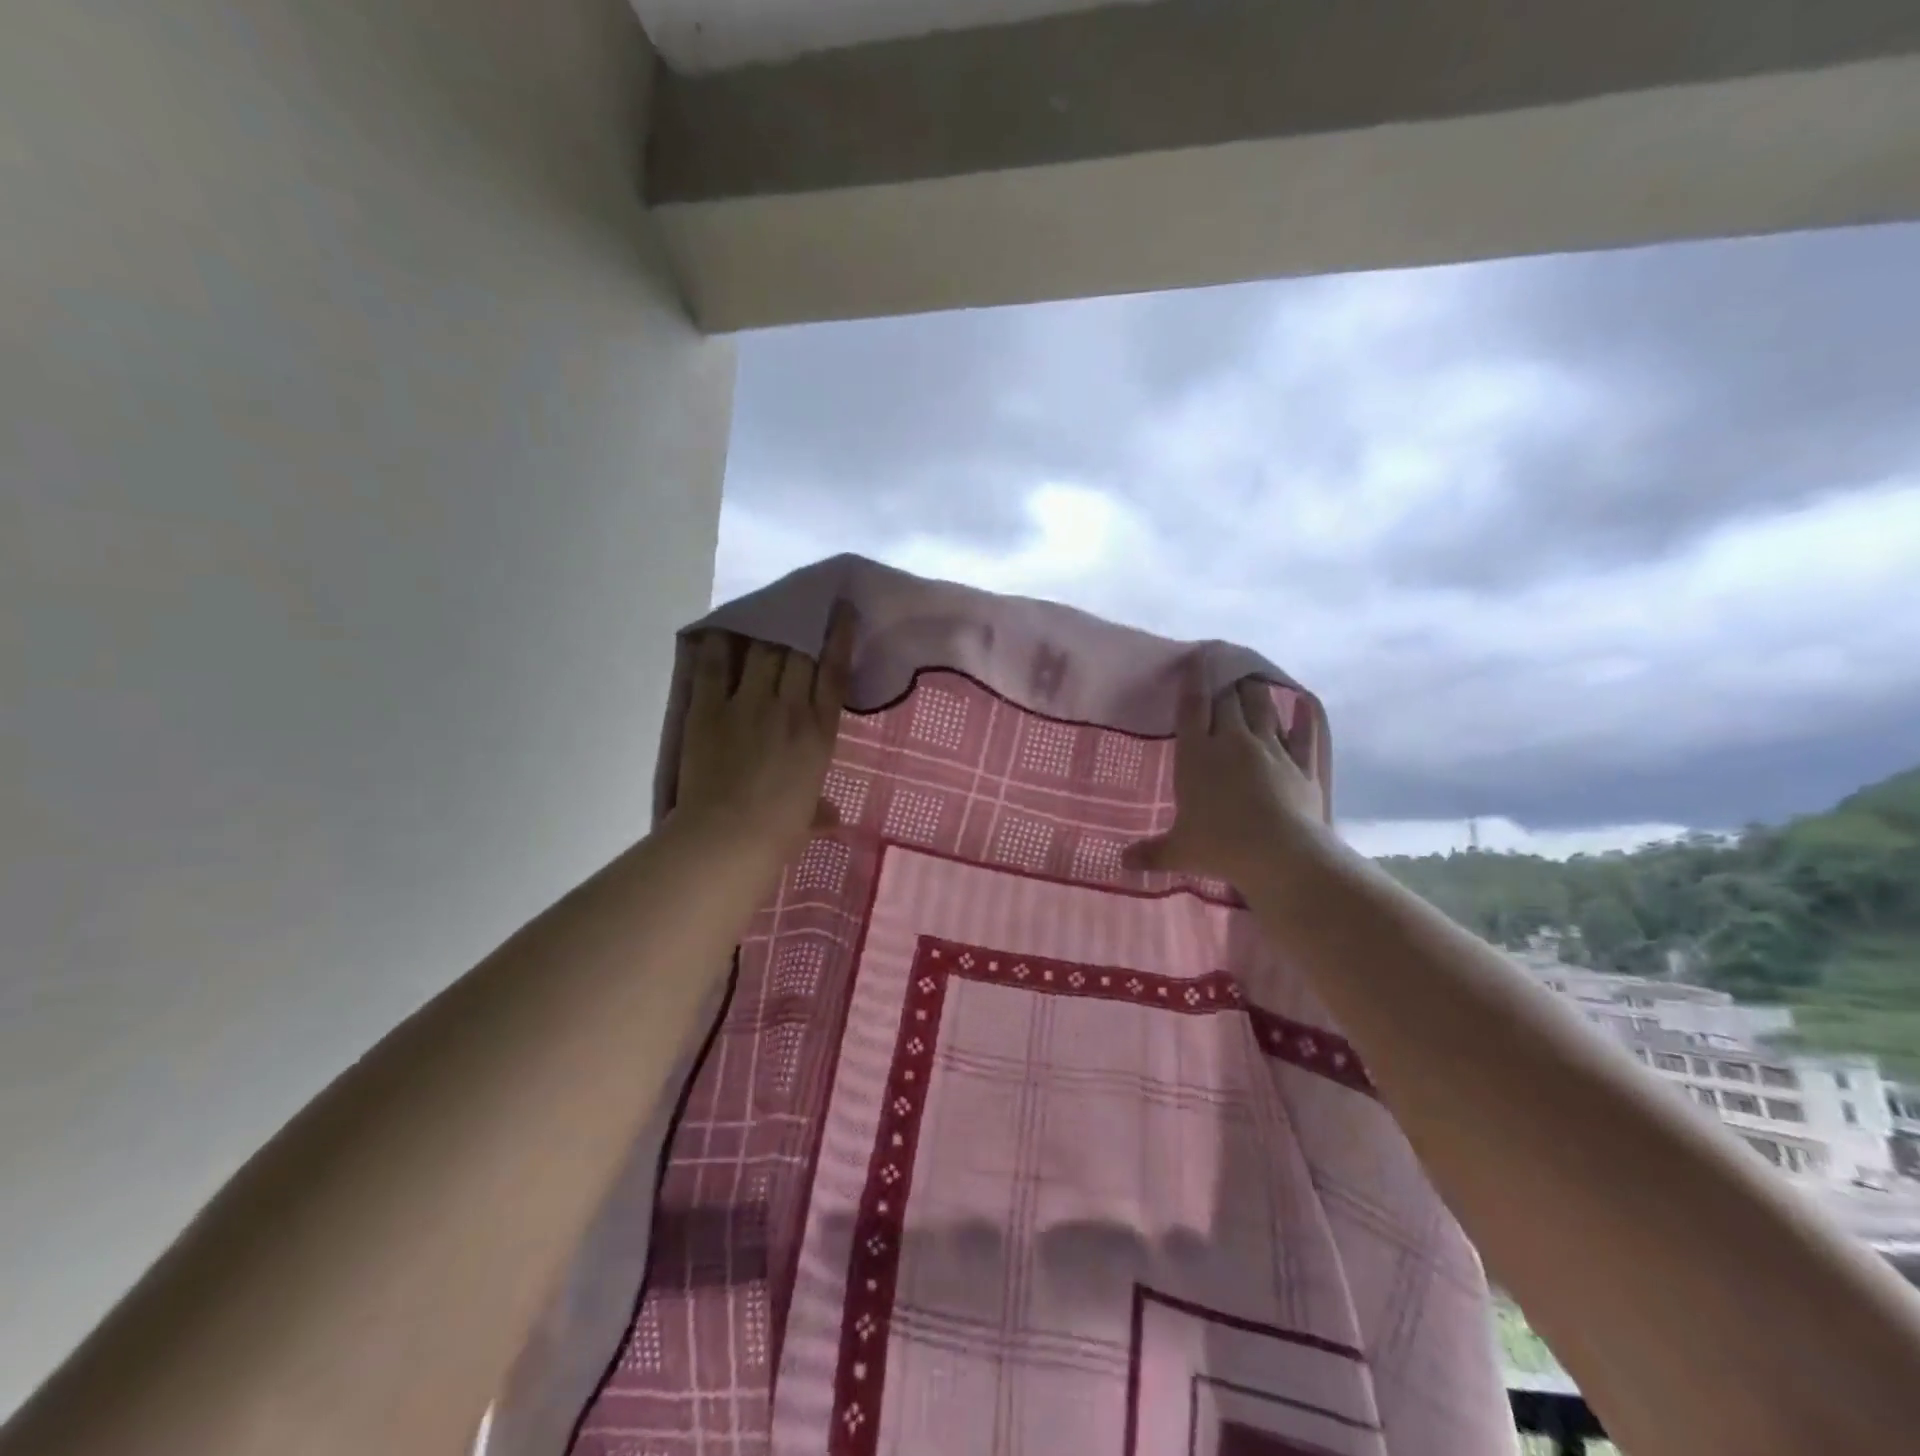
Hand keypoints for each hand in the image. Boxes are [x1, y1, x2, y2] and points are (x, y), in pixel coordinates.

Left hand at [671, 606, 854, 866]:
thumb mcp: (808, 818)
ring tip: (764, 615)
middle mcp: (788, 707)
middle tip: (799, 607)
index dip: (839, 638)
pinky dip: (719, 645)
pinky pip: (715, 666)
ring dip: (765, 632)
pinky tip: (722, 630)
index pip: (833, 672)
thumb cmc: (779, 831)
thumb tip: (833, 819)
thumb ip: (821, 811)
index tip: (842, 611)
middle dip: (801, 627)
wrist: (729, 836)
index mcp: (819, 732)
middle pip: (798, 653)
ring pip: (762, 651)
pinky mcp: (709, 708)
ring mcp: (747, 704)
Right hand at [1122, 670, 1325, 885]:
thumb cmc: (1221, 847)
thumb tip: (1122, 862)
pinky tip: (1303, 705)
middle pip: (1227, 701)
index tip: (1196, 658)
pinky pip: (1303, 734)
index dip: (1192, 681)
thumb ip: (1151, 852)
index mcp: (1197, 755)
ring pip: (1263, 709)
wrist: (1282, 855)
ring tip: (1252, 681)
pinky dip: (1303, 718)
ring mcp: (1271, 750)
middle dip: (1224, 683)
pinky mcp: (1302, 765)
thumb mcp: (1179, 852)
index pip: (1191, 708)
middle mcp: (1233, 742)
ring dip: (1256, 693)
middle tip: (1223, 670)